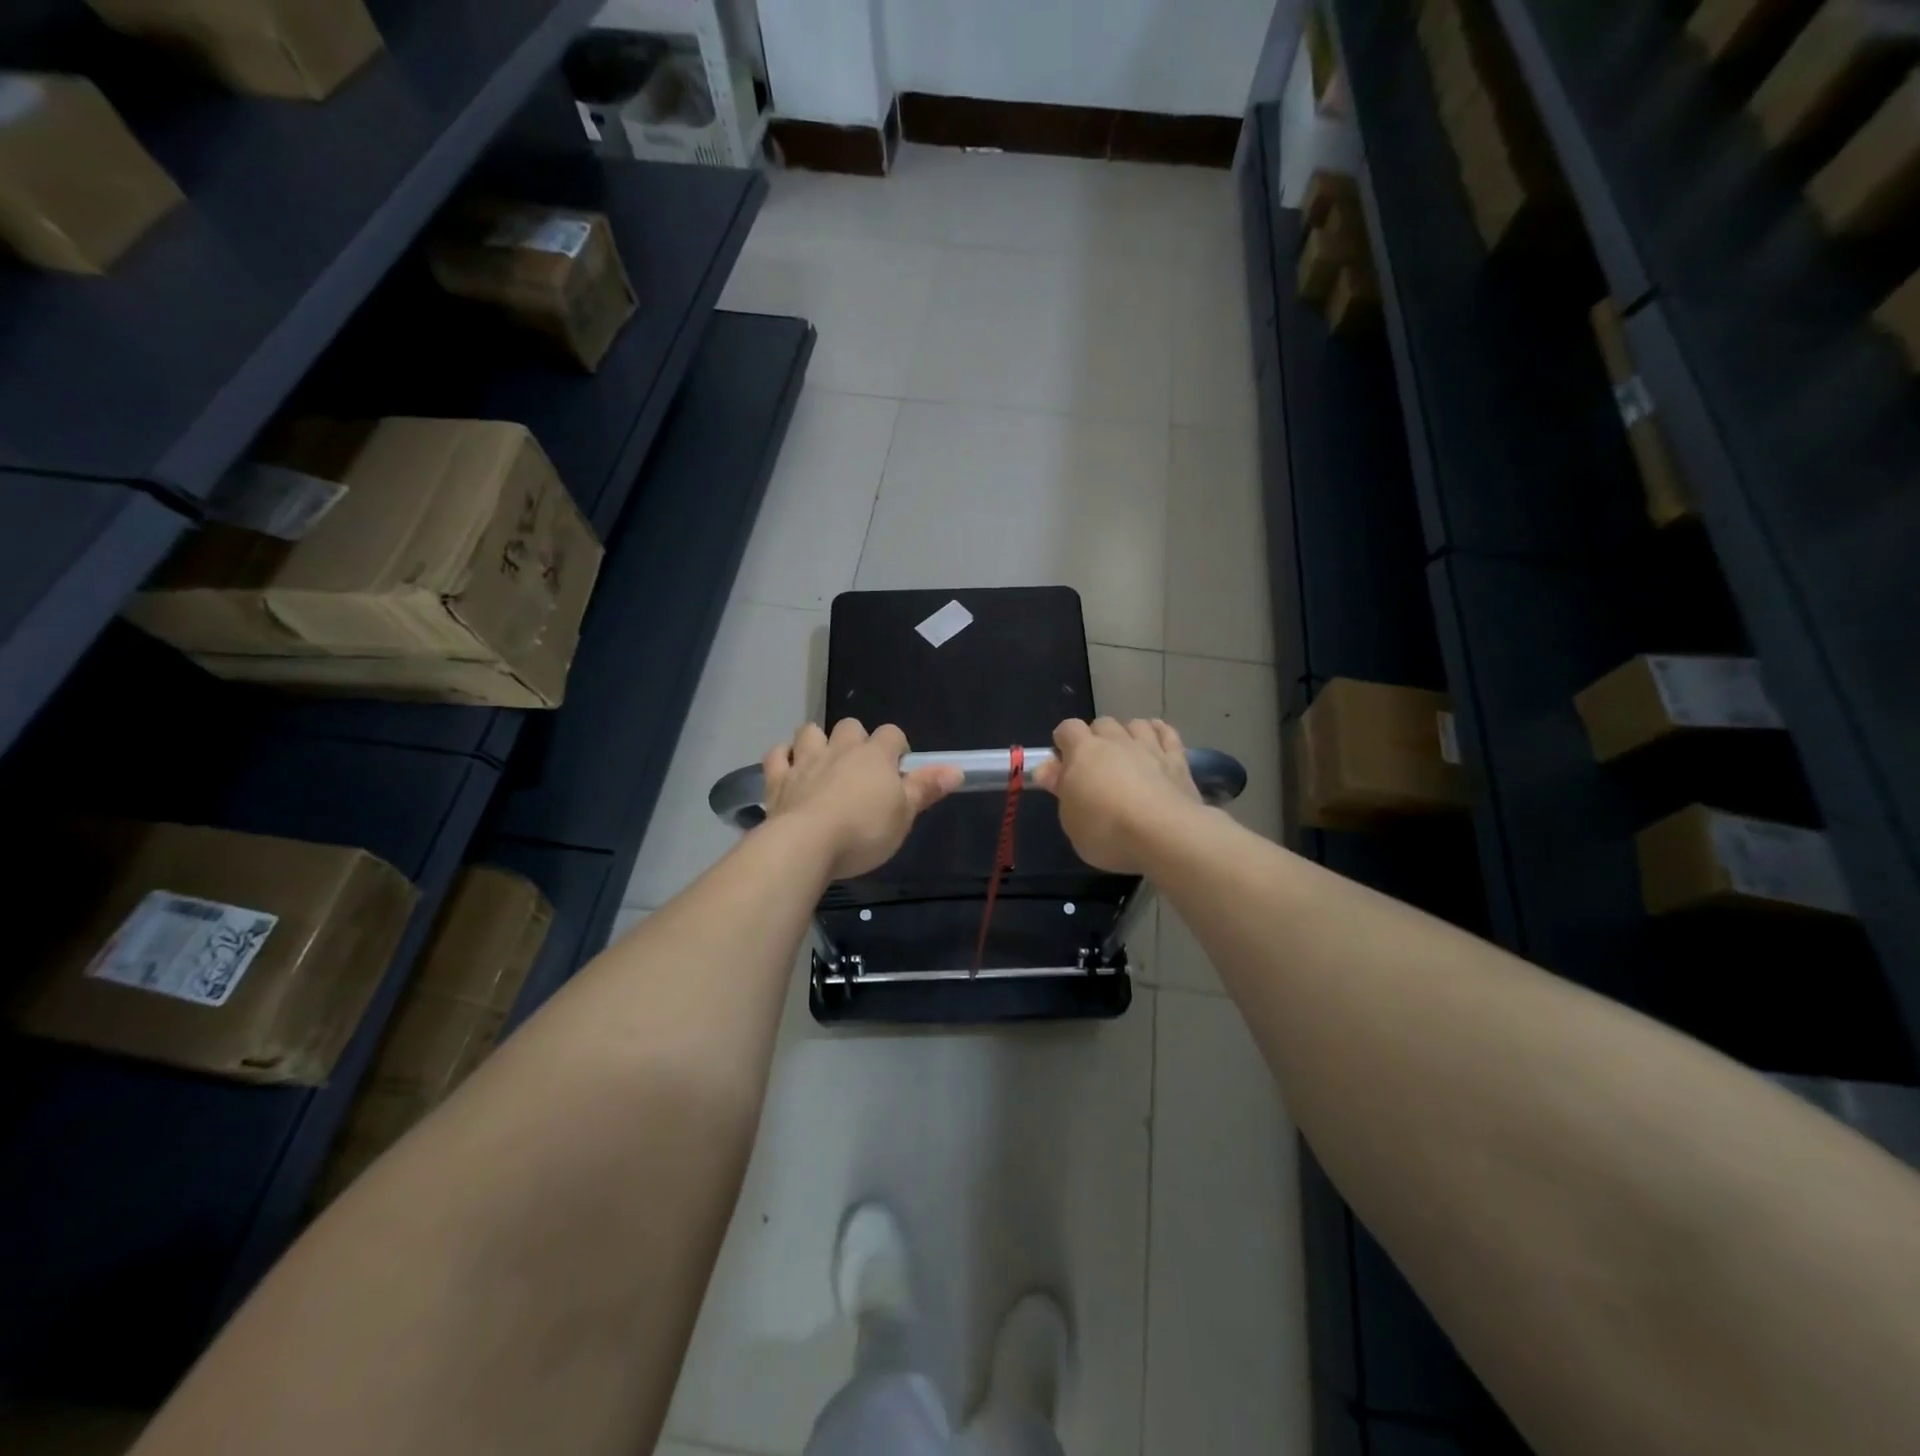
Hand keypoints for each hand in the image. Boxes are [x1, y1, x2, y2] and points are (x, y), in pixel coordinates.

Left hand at [761, 720, 961, 879]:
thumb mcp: (904, 815)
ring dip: (816, 741)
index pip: (893, 734)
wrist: (806, 844)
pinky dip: (783, 758)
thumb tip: (956, 769)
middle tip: (860, 770)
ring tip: (822, 763)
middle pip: (850, 726)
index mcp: (875, 756)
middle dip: (855, 740)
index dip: (898, 748)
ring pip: (810, 731)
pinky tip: (788, 770)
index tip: (899, 771)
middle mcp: (840, 749)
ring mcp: (805, 761)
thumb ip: (926, 789)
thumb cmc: (864, 831)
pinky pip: (777, 755)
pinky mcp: (777, 779)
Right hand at [1033, 717, 1202, 872]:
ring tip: (1127, 754)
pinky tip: (1157, 742)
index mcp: (1084, 752)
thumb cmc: (1107, 830)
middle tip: (1096, 765)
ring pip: (1136, 724)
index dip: (1063, 742)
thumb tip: (1046, 768)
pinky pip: (1167, 734)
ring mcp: (1149, 747)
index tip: (1063, 763)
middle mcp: (1116, 741)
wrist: (1164, 834)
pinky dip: (1160, 733)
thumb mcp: (1070, 819)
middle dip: (1096, 738)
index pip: (1068, 728)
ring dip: (1128, 734)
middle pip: (1102, 723)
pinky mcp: (1177, 760)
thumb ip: (1060, 789)